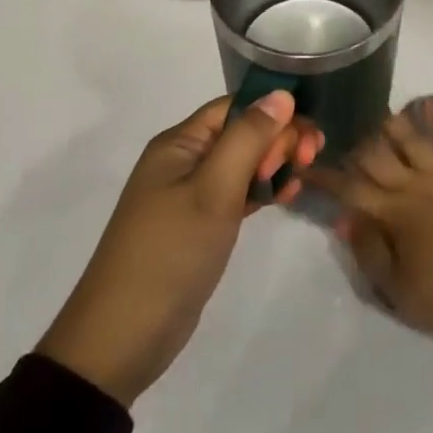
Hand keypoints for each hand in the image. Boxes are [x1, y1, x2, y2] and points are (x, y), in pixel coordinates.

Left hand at [37, 92, 320, 405]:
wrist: (122, 339)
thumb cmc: (170, 253)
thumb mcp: (214, 190)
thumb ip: (249, 138)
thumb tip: (281, 93)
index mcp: (180, 144)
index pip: (236, 107)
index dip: (274, 114)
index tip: (307, 139)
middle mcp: (184, 161)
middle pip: (242, 132)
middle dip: (280, 139)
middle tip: (310, 160)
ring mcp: (190, 195)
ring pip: (244, 163)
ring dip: (276, 164)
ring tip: (301, 180)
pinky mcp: (199, 225)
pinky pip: (238, 193)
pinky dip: (263, 191)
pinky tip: (287, 197)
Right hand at [302, 99, 432, 342]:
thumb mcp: (397, 289)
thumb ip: (369, 250)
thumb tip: (344, 218)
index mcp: (393, 214)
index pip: (350, 189)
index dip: (326, 177)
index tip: (305, 165)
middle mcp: (415, 185)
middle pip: (378, 156)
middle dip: (356, 145)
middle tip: (340, 134)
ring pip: (413, 140)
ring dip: (393, 125)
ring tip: (378, 113)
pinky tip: (431, 106)